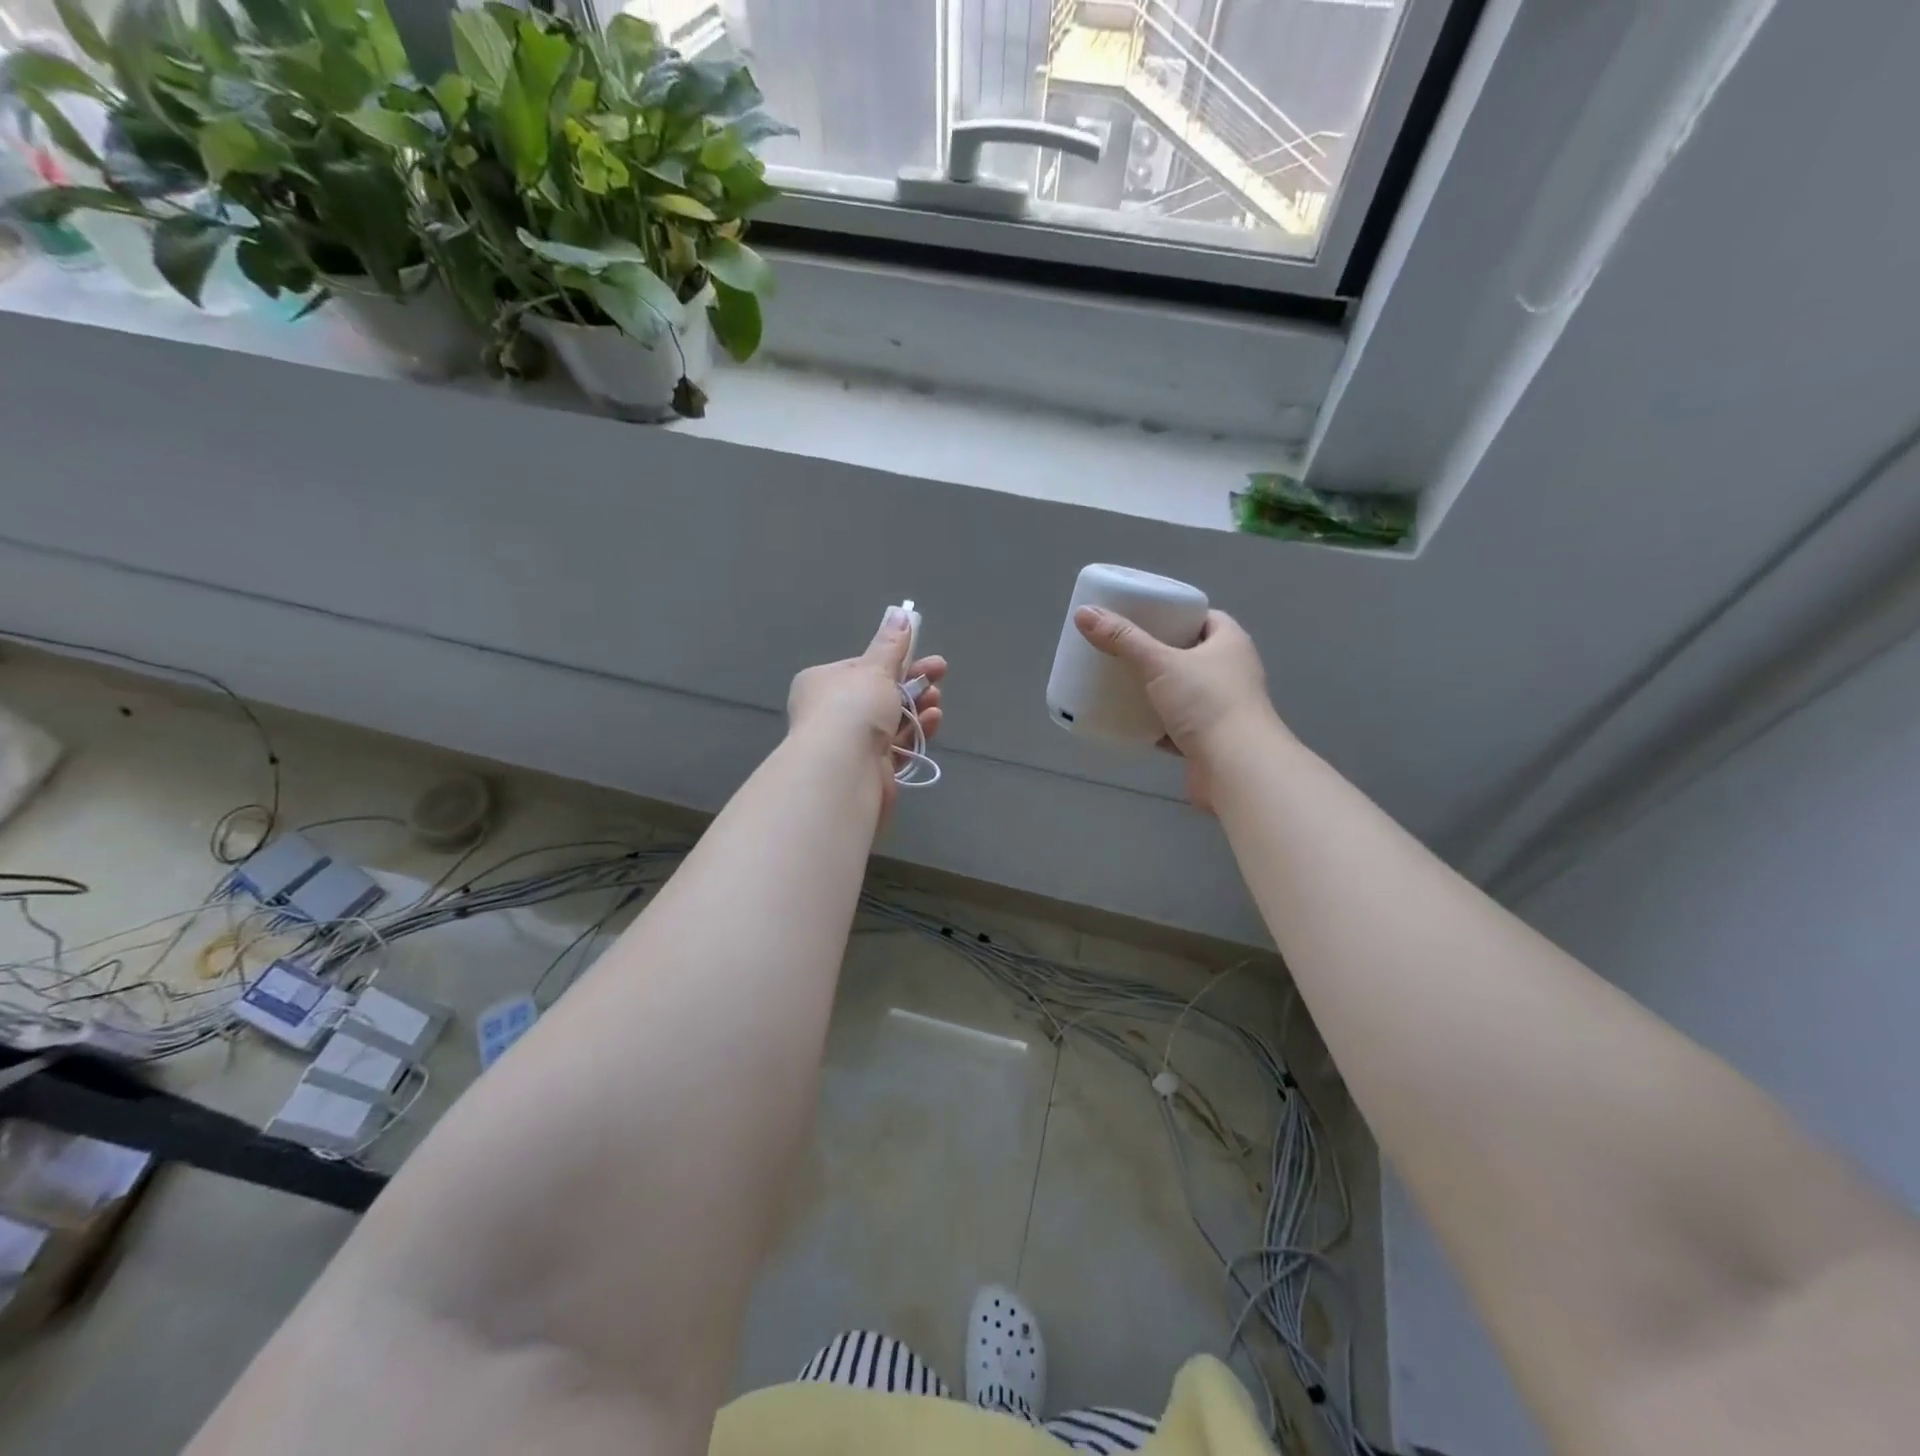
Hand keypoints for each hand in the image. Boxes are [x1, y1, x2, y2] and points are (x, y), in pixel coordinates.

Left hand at [787, 607, 946, 816]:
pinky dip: (916, 733)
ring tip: (936, 700)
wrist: (844, 770)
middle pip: (879, 694)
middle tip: (940, 672)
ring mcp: (850, 744)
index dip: (891, 662)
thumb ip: (892, 645)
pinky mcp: (870, 769)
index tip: (919, 655)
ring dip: (917, 707)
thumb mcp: (875, 668)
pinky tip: (933, 721)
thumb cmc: (853, 707)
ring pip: (891, 721)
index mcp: (822, 683)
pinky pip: (898, 746)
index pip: (860, 668)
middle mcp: (832, 714)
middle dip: (912, 683)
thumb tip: (901, 614)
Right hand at [1074, 606, 1281, 812]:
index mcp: (1230, 643)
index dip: (1175, 615)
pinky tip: (1133, 723)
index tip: (1143, 618)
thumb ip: (1123, 639)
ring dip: (1158, 691)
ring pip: (1185, 692)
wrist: (1235, 768)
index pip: (1204, 618)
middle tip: (1125, 649)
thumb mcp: (1160, 663)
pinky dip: (1158, 725)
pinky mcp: (1211, 741)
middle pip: (1191, 655)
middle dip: (1160, 654)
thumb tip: (1084, 613)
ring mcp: (1224, 709)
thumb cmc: (1206, 703)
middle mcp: (1233, 672)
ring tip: (1123, 683)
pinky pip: (1179, 726)